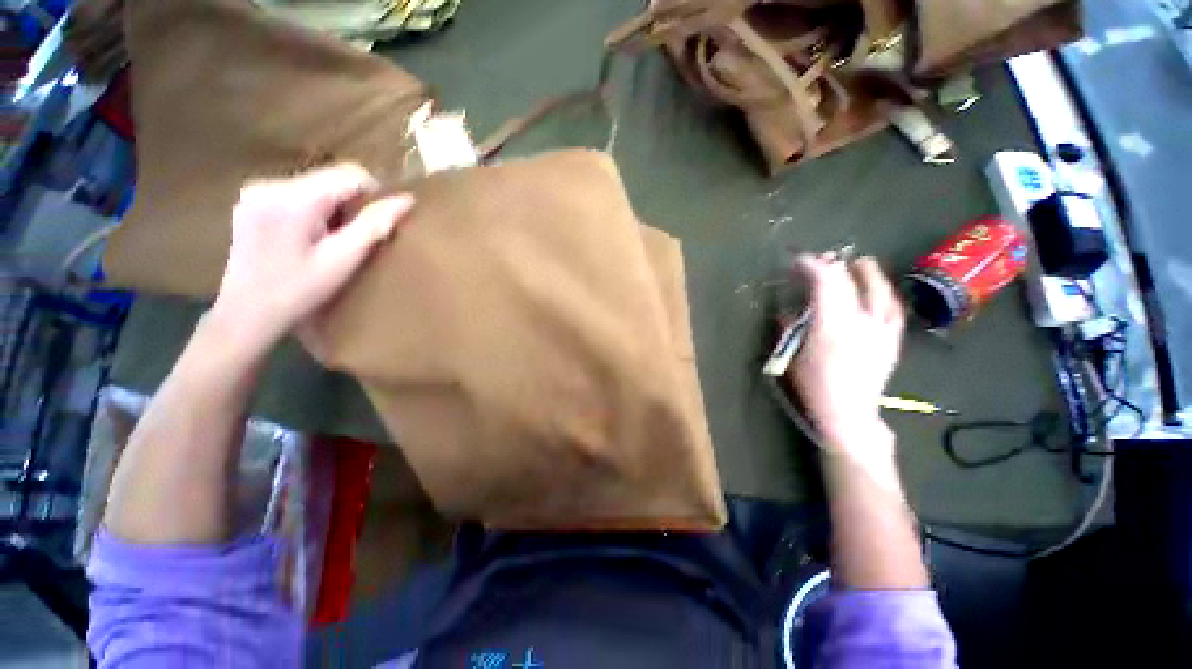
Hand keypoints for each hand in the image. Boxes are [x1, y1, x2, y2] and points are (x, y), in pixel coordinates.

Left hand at [210, 163, 414, 354]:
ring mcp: (256, 191)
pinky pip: (295, 193)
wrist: (246, 313)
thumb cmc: (299, 290)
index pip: (348, 174)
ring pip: (314, 185)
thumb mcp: (343, 260)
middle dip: (350, 203)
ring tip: (332, 240)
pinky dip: (313, 209)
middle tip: (354, 237)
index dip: (373, 193)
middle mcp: (270, 184)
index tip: (379, 222)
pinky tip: (308, 236)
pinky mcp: (250, 201)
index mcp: (294, 198)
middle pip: (329, 178)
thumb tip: (406, 200)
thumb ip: (374, 226)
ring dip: (333, 207)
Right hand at [787, 254, 904, 452]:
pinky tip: (879, 290)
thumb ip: (789, 328)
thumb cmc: (813, 385)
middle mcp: (860, 321)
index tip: (797, 261)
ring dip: (866, 273)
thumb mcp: (792, 355)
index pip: (824, 282)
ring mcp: (880, 329)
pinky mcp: (892, 340)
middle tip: (820, 262)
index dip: (811, 265)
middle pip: (849, 281)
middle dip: (832, 266)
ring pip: (879, 290)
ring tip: (857, 263)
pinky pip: (892, 309)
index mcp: (830, 324)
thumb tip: (787, 312)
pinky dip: (884, 294)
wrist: (848, 412)